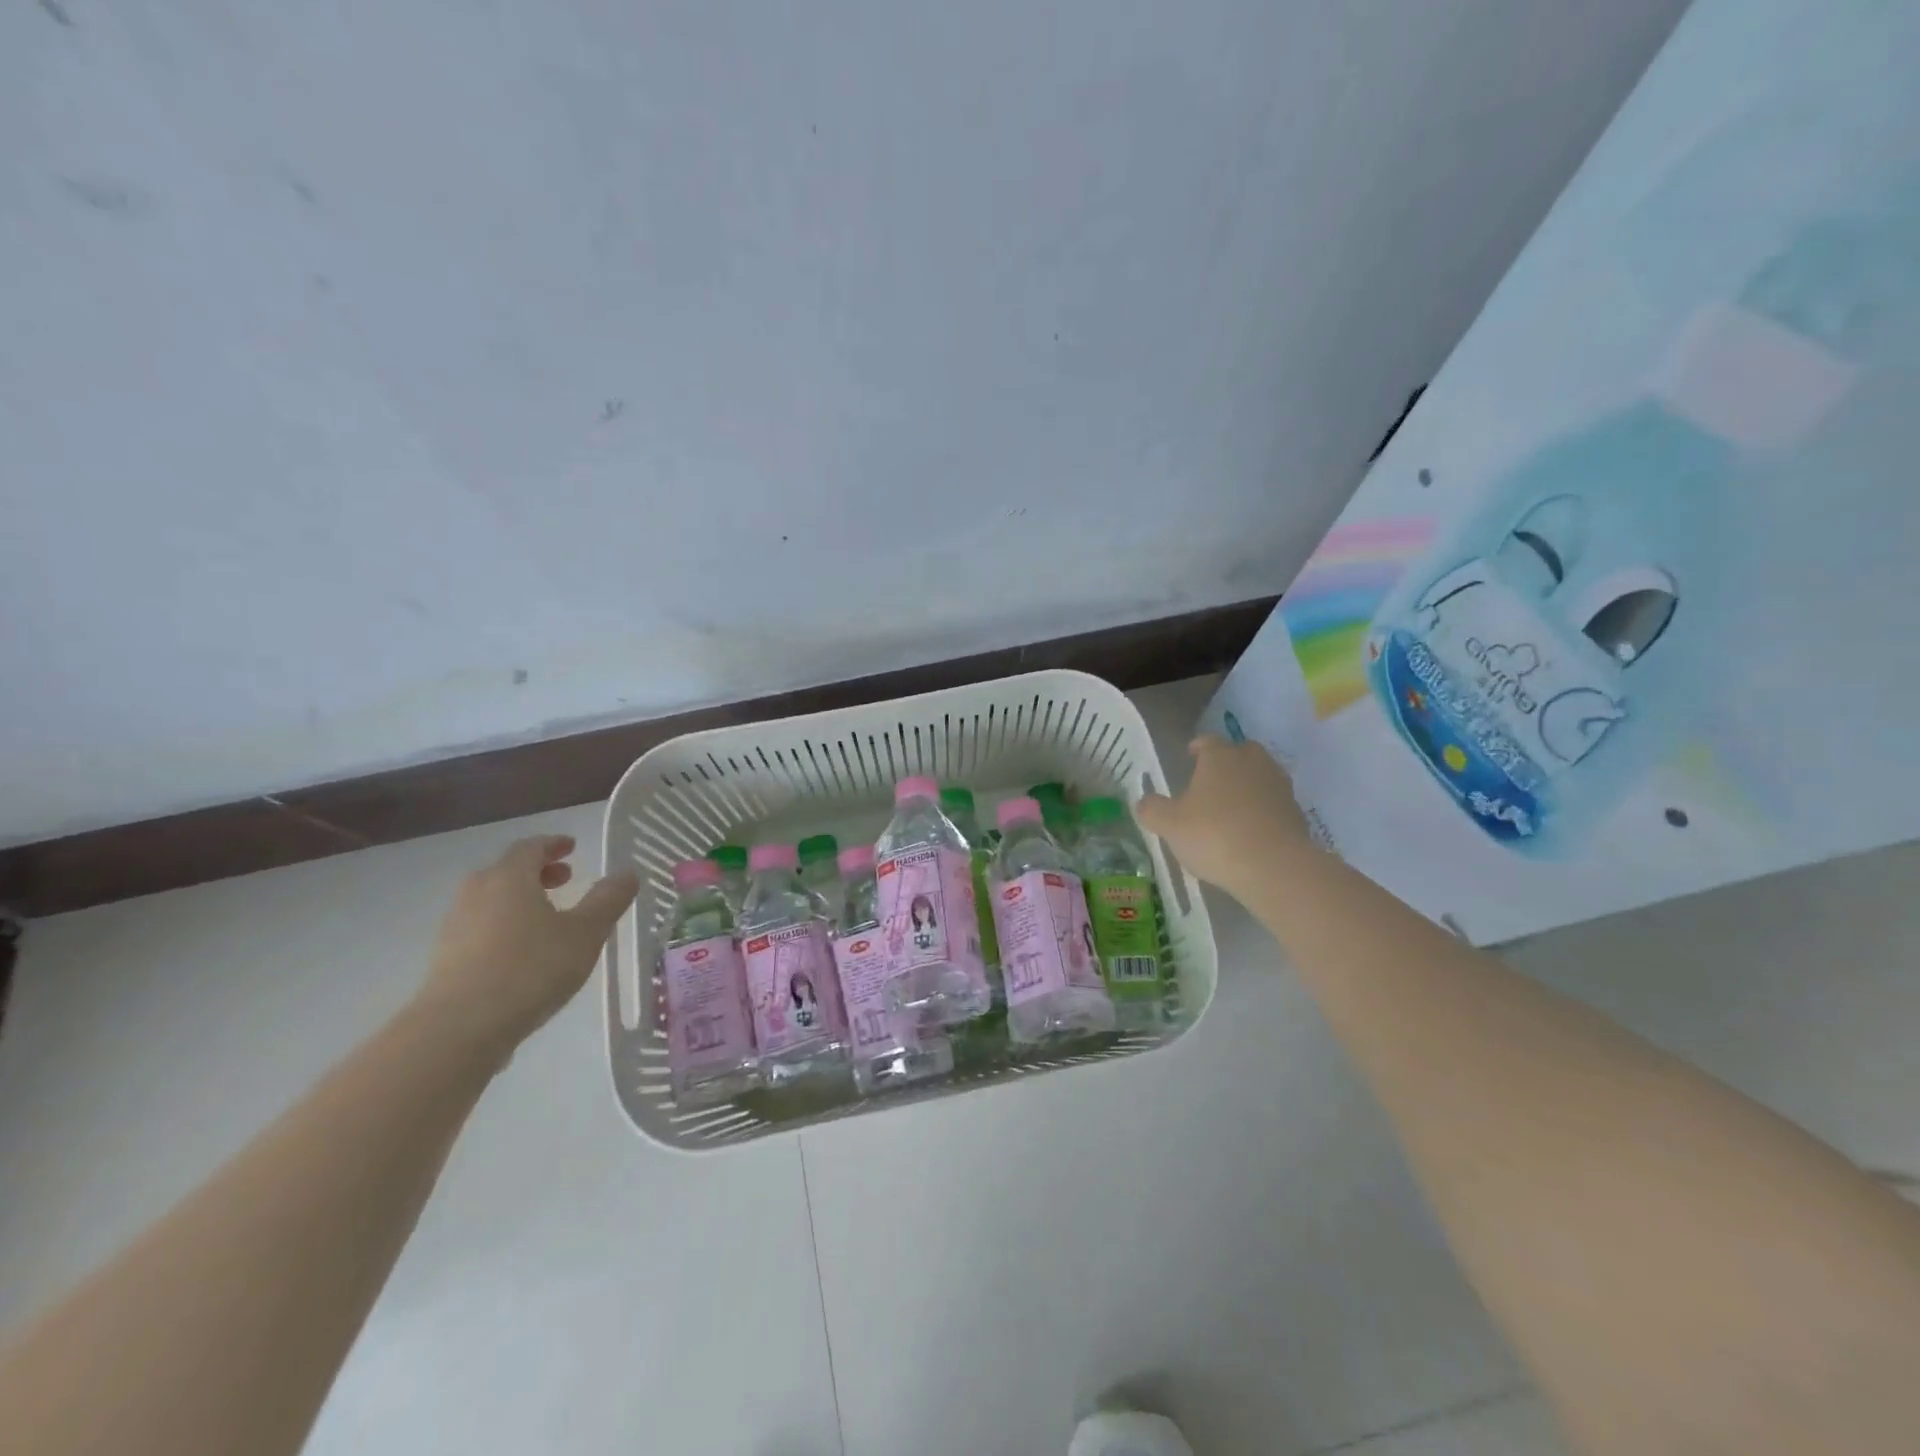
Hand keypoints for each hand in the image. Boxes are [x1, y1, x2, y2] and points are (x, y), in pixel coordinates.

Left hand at [417, 834, 638, 1054]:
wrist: (458, 1030)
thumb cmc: (530, 969)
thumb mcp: (585, 933)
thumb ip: (608, 900)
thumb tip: (628, 873)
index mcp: (509, 878)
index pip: (530, 847)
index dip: (553, 844)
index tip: (572, 847)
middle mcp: (477, 893)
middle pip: (507, 871)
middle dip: (538, 871)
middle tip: (566, 879)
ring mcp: (455, 926)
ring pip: (491, 900)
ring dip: (520, 899)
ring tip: (548, 918)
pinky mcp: (445, 959)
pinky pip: (481, 928)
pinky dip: (504, 925)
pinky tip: (523, 952)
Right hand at [1137, 736, 1313, 902]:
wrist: (1274, 867)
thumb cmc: (1214, 836)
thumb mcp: (1169, 825)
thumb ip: (1152, 809)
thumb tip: (1145, 801)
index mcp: (1220, 757)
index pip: (1207, 741)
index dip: (1197, 748)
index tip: (1189, 757)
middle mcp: (1252, 762)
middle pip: (1239, 753)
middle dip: (1226, 764)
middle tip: (1210, 783)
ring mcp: (1278, 786)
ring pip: (1260, 777)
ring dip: (1247, 786)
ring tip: (1231, 808)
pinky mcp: (1296, 812)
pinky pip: (1274, 803)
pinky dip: (1263, 811)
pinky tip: (1251, 831)